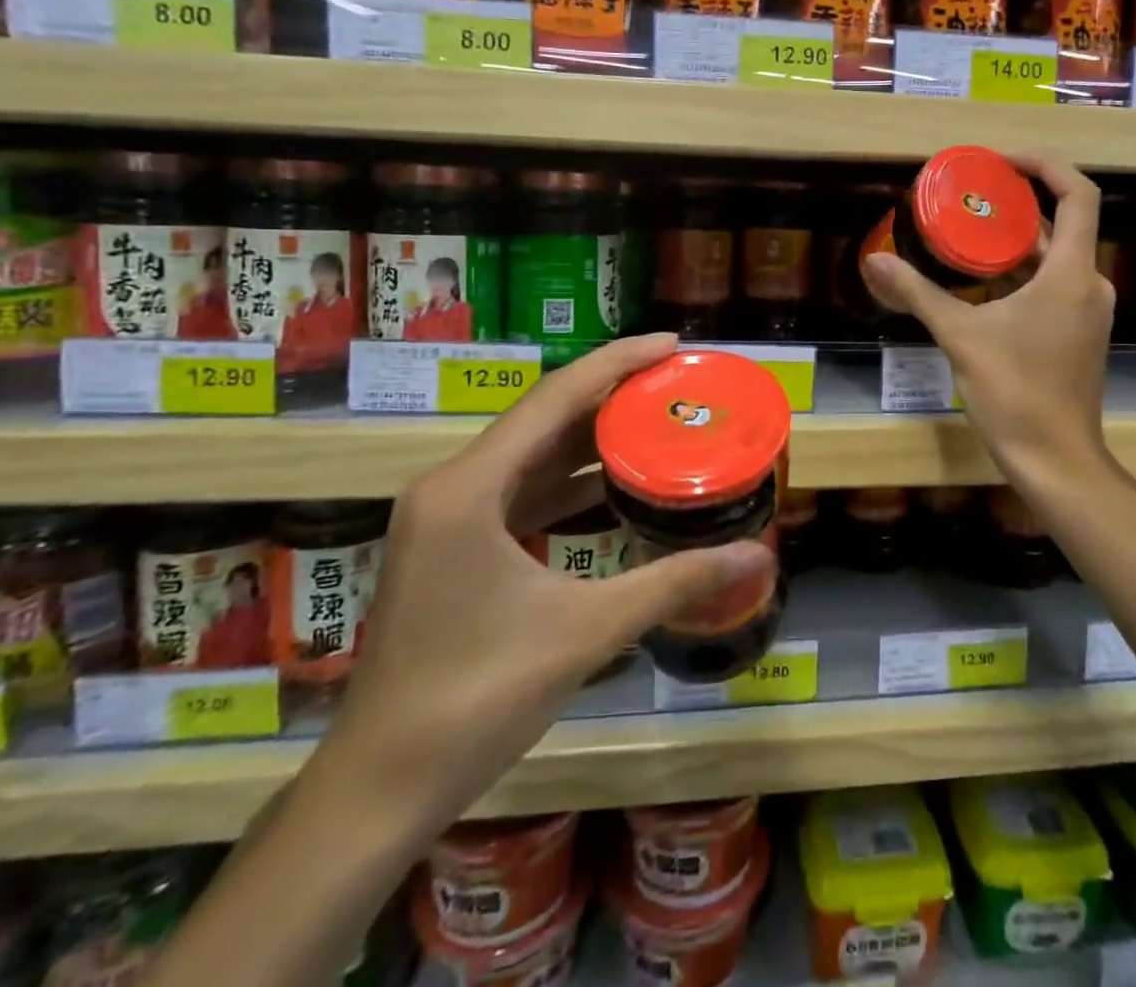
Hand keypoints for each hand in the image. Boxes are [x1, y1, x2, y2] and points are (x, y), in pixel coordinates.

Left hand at [317, 333, 775, 840]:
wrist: (379, 790)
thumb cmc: (477, 700)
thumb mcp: (587, 630)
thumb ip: (675, 583)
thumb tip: (757, 556)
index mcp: (469, 488)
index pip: (555, 399)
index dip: (617, 362)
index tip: (673, 344)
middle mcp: (451, 486)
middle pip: (543, 418)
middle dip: (611, 395)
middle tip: (677, 382)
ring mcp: (445, 518)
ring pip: (531, 454)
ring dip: (590, 437)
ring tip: (655, 419)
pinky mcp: (450, 546)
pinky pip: (519, 491)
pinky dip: (567, 481)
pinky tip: (611, 484)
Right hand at [862, 152, 1112, 484]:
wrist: (1054, 458)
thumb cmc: (1014, 392)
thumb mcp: (960, 336)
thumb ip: (917, 294)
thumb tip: (875, 261)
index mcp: (1071, 274)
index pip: (1078, 195)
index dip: (1044, 166)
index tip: (1001, 162)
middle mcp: (1089, 284)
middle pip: (1064, 222)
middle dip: (1018, 203)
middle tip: (970, 194)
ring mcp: (1087, 310)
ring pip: (1056, 256)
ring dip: (1017, 240)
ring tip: (968, 229)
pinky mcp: (1078, 332)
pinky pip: (1054, 283)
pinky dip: (1023, 271)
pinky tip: (982, 279)